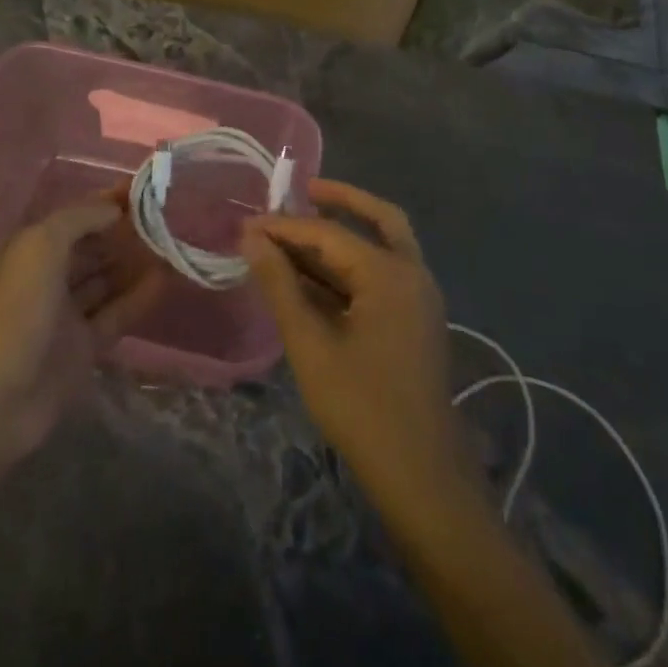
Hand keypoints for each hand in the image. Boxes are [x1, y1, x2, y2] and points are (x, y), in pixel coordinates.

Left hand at [0, 194, 166, 461]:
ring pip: (104, 281)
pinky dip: (138, 297)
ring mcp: (64, 316)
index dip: (102, 202)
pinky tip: (165, 280)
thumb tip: (113, 209)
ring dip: (132, 263)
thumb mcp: (39, 248)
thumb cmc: (15, 312)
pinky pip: (115, 315)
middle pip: (88, 248)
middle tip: (163, 218)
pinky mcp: (82, 348)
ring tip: (170, 244)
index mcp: (27, 251)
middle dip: (120, 232)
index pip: (71, 218)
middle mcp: (45, 278)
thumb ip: (77, 220)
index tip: (140, 190)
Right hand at [242, 179, 468, 501]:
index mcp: (390, 273)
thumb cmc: (361, 407)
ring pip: (382, 246)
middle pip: (377, 220)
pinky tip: (315, 276)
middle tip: (300, 189)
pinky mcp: (415, 321)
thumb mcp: (310, 343)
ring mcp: (419, 299)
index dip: (285, 226)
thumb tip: (251, 236)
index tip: (246, 225)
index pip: (329, 232)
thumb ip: (280, 284)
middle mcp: (412, 274)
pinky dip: (351, 265)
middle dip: (339, 200)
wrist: (421, 477)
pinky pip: (382, 275)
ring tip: (295, 233)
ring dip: (342, 236)